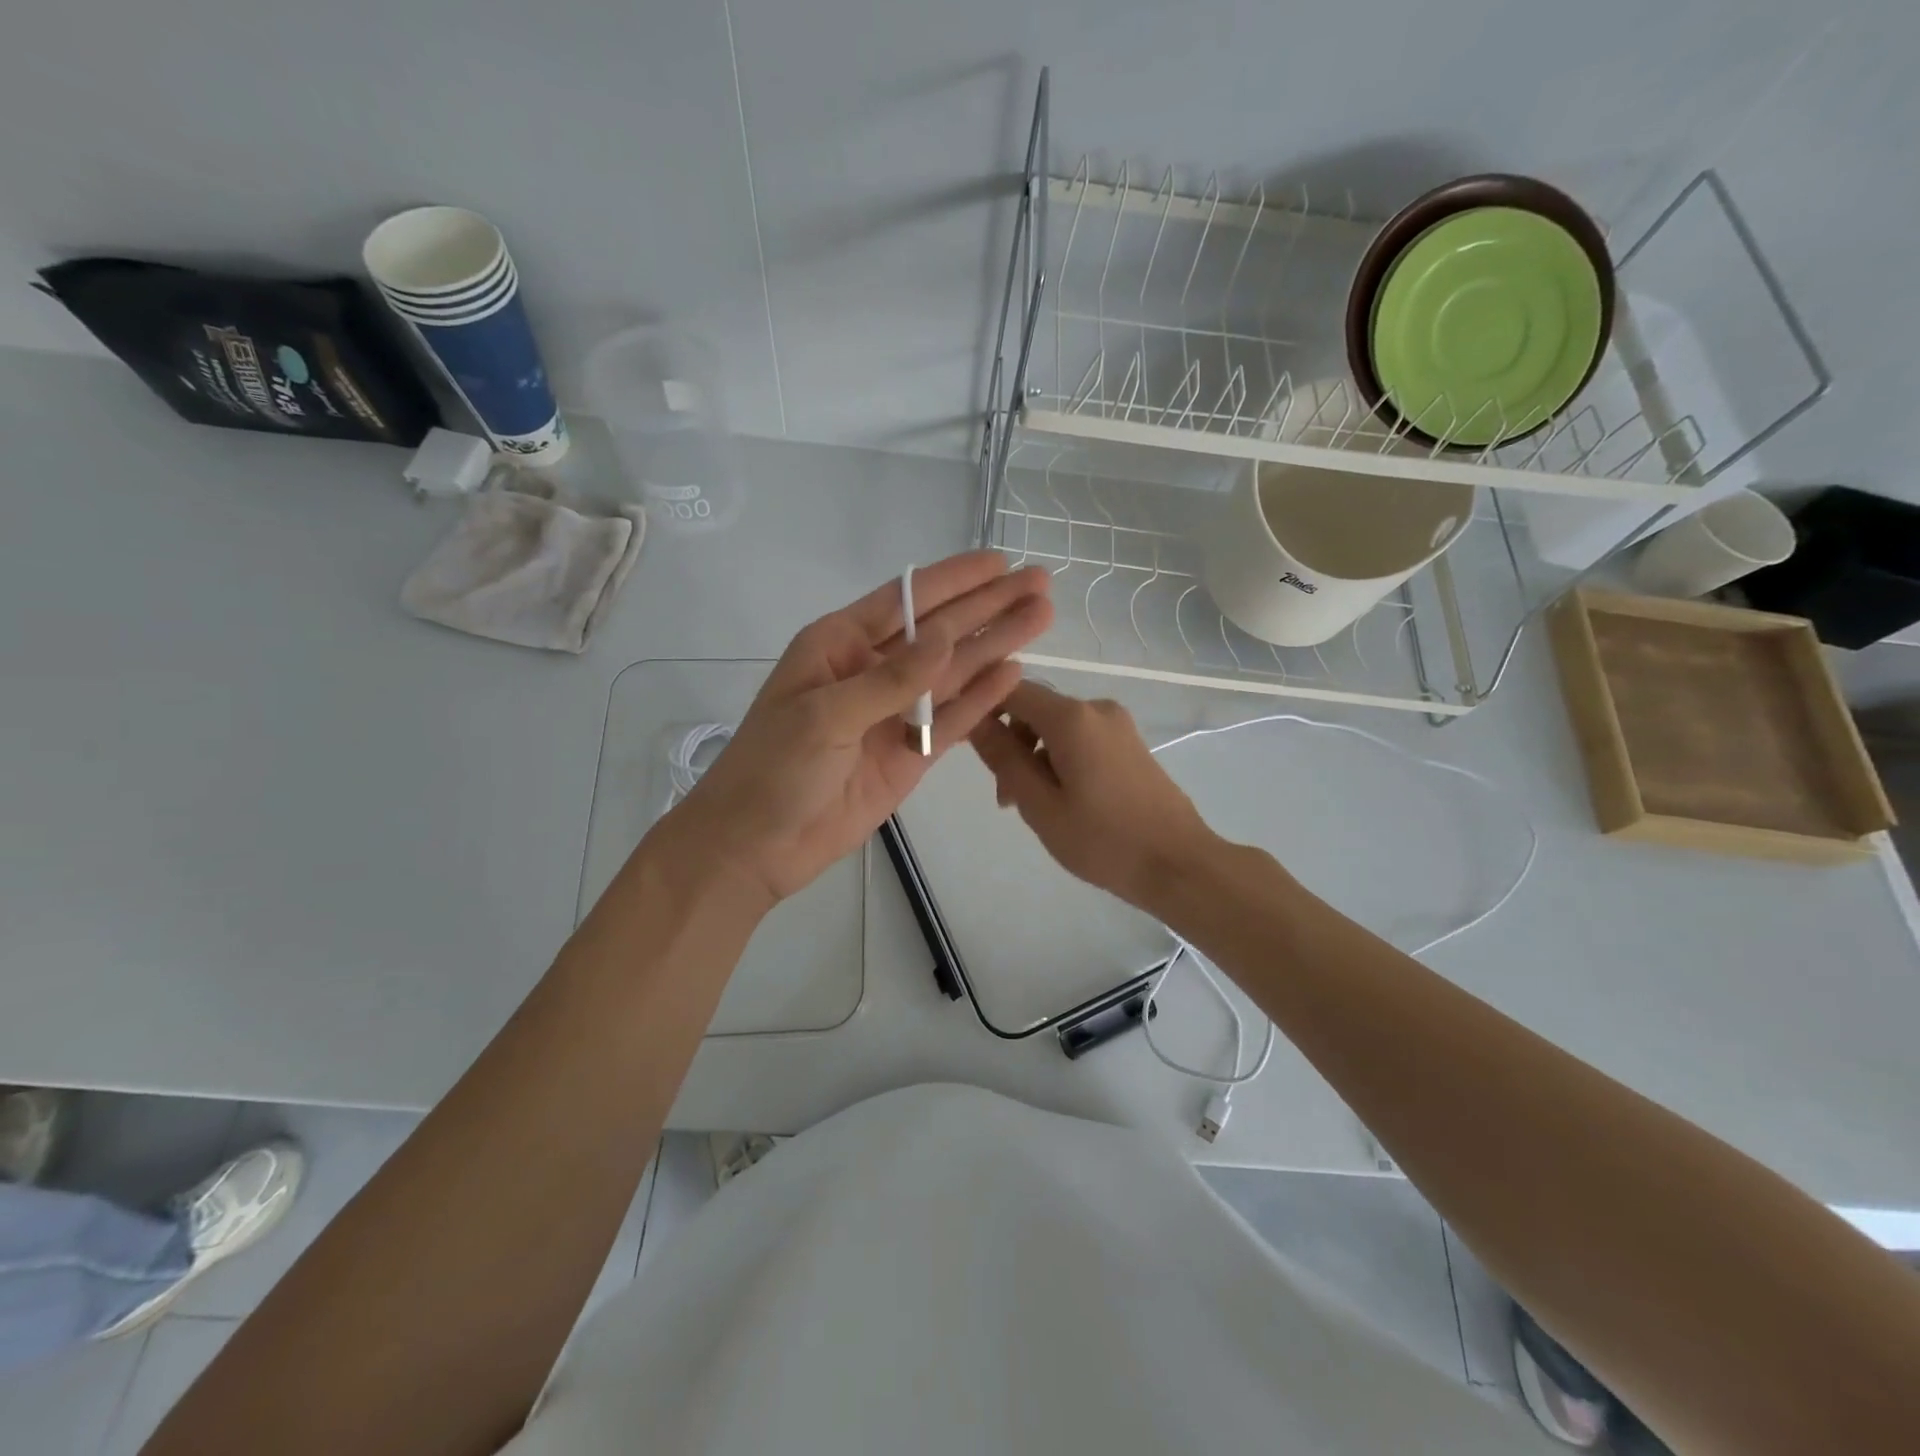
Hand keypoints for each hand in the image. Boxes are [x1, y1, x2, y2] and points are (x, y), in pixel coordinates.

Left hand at [669, 552, 1052, 903]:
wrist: (757, 845)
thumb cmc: (774, 768)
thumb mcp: (825, 714)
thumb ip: (891, 679)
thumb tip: (946, 637)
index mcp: (839, 645)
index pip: (904, 601)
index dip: (954, 579)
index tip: (999, 562)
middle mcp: (872, 671)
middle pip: (939, 630)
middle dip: (988, 606)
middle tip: (1039, 582)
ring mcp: (895, 713)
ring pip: (954, 672)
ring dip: (996, 644)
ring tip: (1042, 616)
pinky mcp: (911, 754)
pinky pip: (953, 720)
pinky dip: (982, 698)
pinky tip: (1015, 672)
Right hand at [968, 681, 1217, 912]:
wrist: (1178, 864)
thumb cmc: (1102, 840)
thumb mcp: (1040, 804)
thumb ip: (1003, 758)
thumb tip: (973, 719)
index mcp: (1072, 718)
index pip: (1011, 691)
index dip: (984, 711)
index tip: (972, 749)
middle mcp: (1096, 709)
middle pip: (1035, 711)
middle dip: (1012, 746)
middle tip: (1007, 800)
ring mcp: (1118, 725)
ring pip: (1057, 729)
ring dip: (1035, 759)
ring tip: (1035, 809)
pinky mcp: (1130, 744)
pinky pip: (1081, 740)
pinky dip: (1061, 762)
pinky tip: (1066, 802)